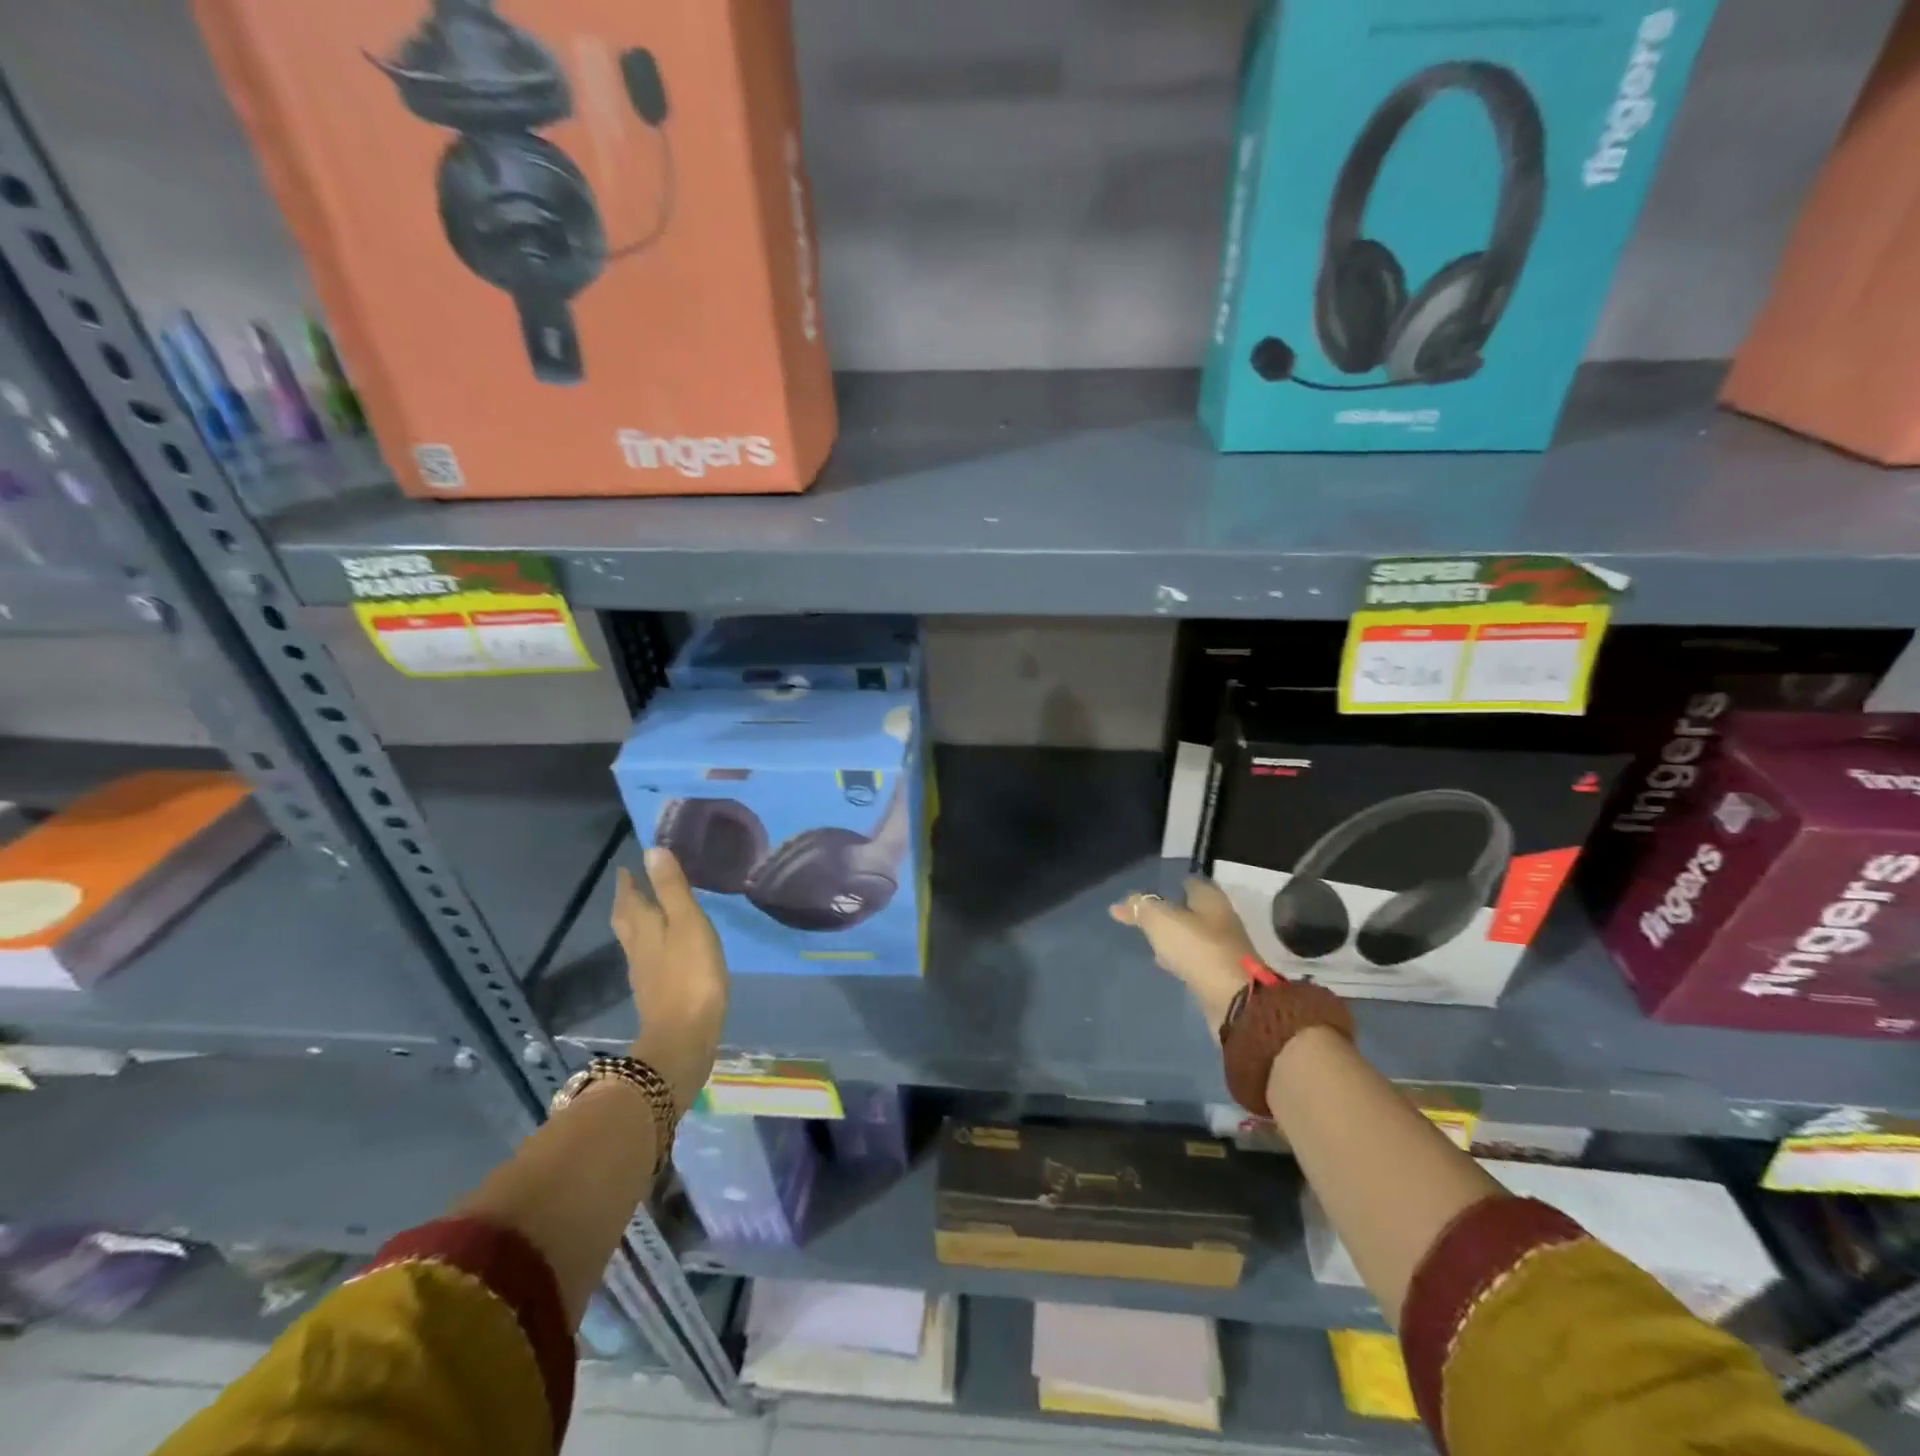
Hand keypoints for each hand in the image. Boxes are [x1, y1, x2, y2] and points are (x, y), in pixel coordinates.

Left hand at [613, 850, 729, 1110]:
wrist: (684, 1038)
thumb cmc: (691, 975)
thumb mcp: (688, 924)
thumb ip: (672, 889)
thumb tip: (651, 851)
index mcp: (644, 928)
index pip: (629, 899)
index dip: (628, 883)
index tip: (626, 867)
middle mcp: (638, 949)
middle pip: (626, 921)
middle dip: (627, 902)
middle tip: (631, 886)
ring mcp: (646, 975)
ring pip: (635, 940)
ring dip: (638, 923)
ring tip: (649, 911)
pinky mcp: (658, 994)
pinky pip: (649, 959)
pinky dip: (653, 945)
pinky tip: (665, 950)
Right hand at [1110, 877, 1256, 1038]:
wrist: (1234, 1000)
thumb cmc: (1198, 948)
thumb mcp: (1161, 921)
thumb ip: (1141, 908)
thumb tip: (1120, 905)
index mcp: (1210, 898)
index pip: (1188, 882)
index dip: (1168, 884)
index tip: (1148, 892)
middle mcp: (1221, 918)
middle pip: (1191, 909)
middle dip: (1171, 911)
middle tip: (1145, 915)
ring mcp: (1223, 947)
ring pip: (1192, 934)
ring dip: (1174, 936)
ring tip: (1150, 940)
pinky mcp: (1221, 973)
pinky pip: (1195, 957)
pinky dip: (1181, 957)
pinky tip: (1166, 963)